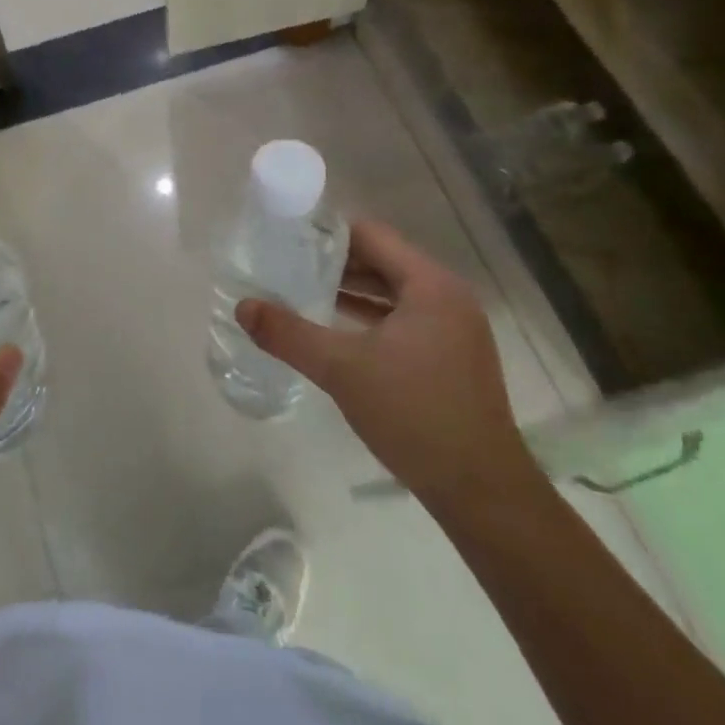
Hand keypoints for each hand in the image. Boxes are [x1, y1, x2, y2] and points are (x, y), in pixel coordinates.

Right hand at [236, 218, 530, 509]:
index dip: (327, 232)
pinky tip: (335, 327)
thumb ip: (289, 334)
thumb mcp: (341, 369)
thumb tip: (243, 307)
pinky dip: (370, 316)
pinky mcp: (452, 356)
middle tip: (286, 263)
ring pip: (393, 292)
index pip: (371, 235)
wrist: (481, 492)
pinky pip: (404, 318)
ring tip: (301, 290)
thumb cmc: (414, 415)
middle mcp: (447, 296)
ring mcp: (454, 328)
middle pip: (383, 260)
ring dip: (351, 290)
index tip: (287, 237)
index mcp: (430, 285)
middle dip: (334, 262)